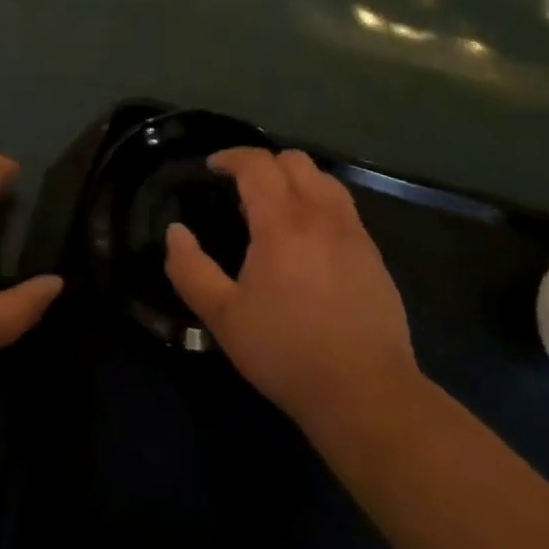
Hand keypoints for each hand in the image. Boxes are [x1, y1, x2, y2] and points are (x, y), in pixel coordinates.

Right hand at [165, 148, 422, 446]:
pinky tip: (308, 239)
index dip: (231, 156)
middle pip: (294, 160)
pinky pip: (343, 207)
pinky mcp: (373, 254)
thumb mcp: (223, 317)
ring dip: (295, 179)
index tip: (212, 167)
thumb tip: (175, 232)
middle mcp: (320, 214)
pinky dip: (319, 203)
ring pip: (324, 179)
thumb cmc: (286, 352)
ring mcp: (353, 232)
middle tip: (241, 189)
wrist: (365, 392)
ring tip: (276, 208)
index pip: (257, 163)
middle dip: (263, 163)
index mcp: (281, 222)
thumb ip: (190, 269)